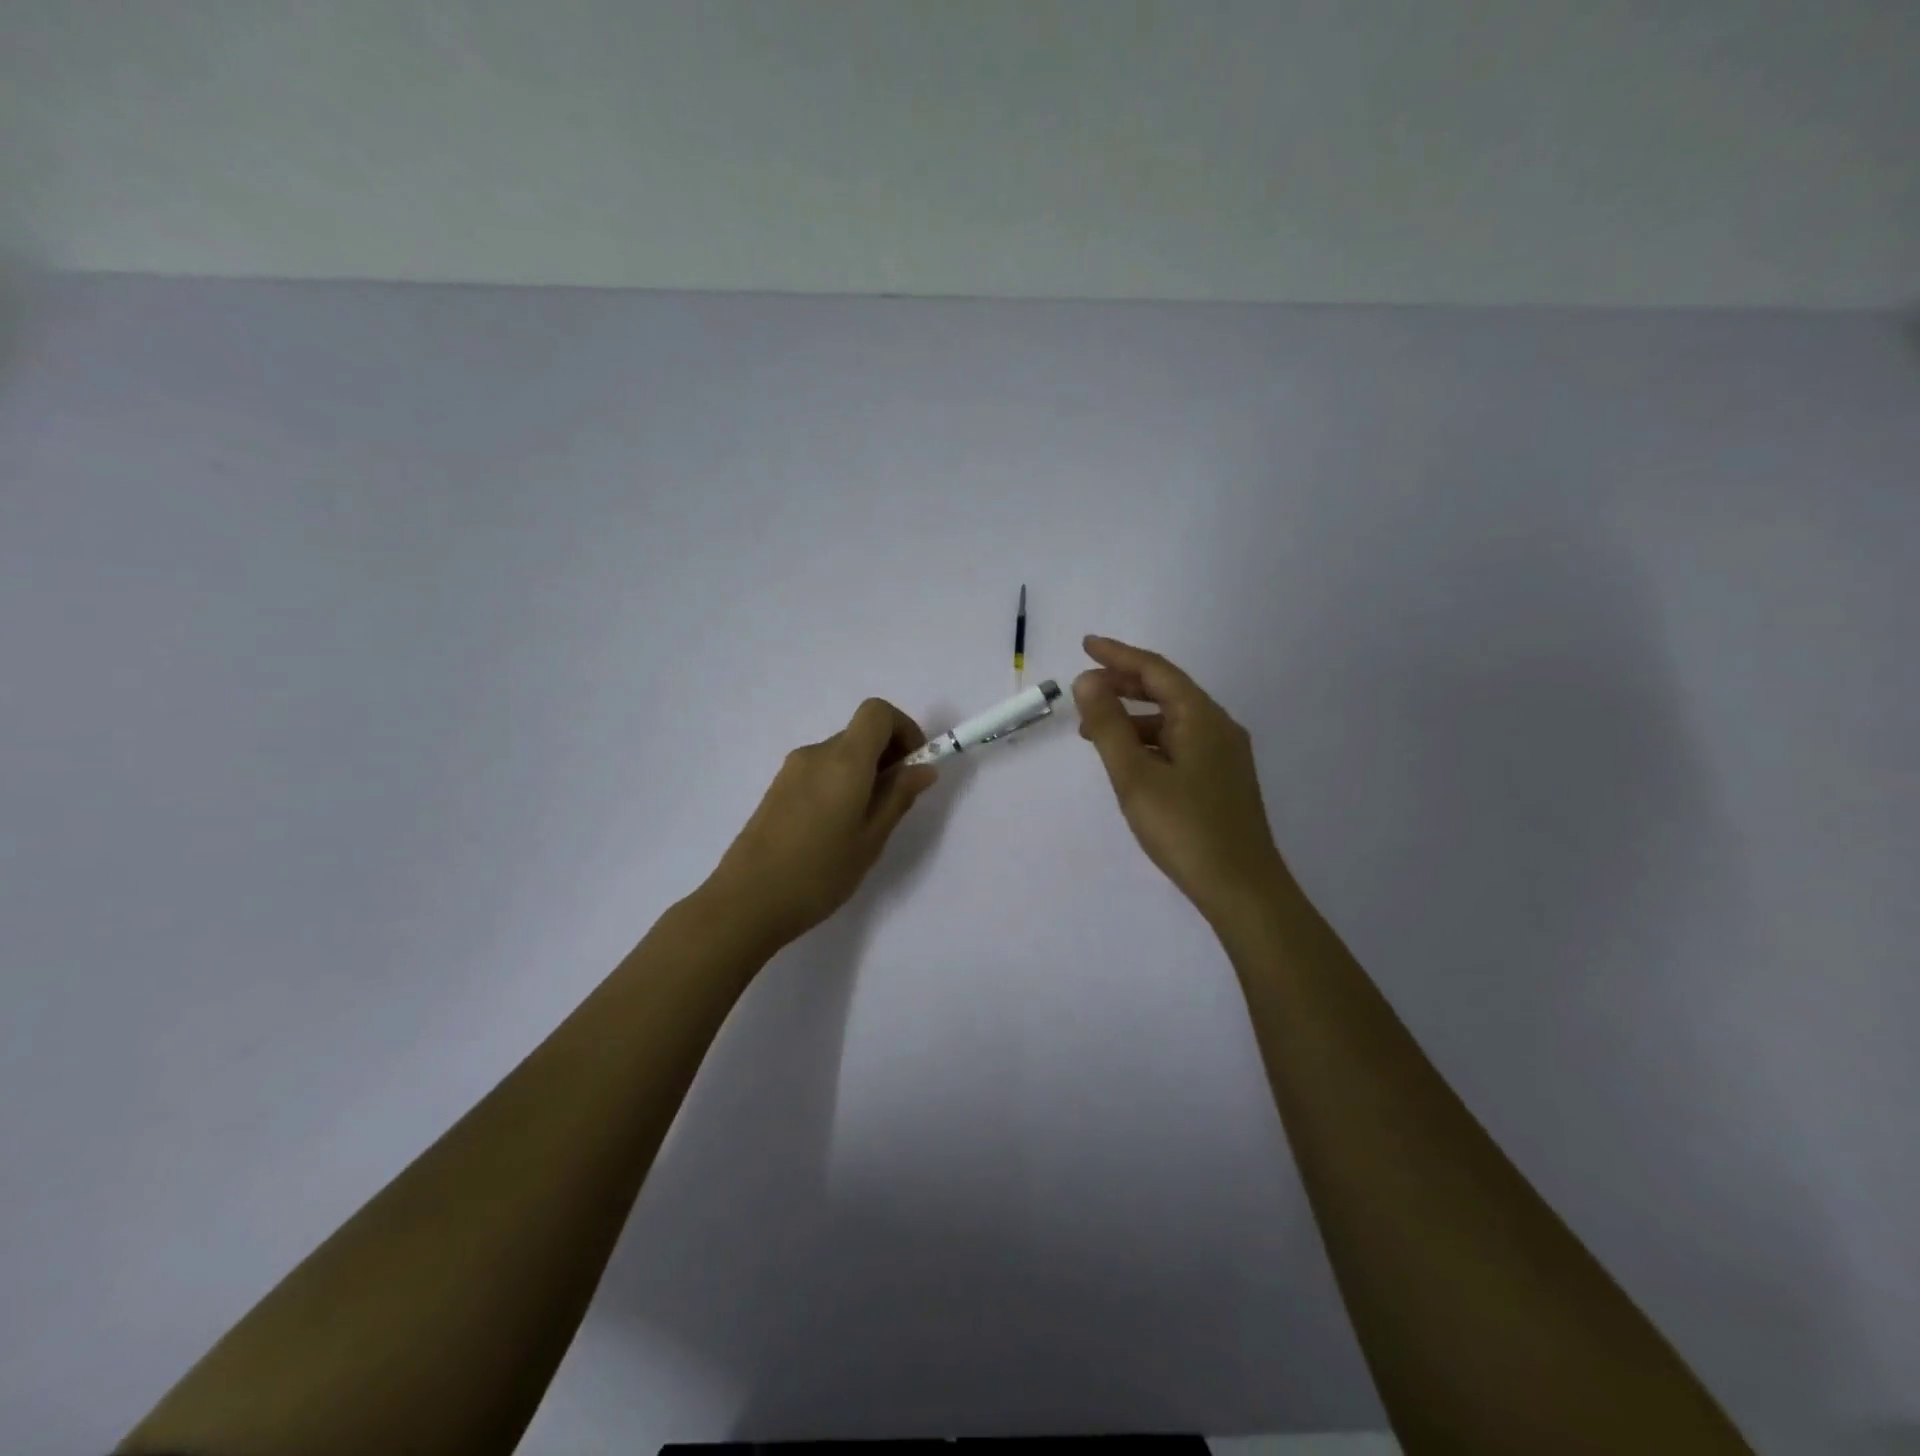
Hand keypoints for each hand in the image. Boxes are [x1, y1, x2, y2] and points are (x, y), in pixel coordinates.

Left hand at [704, 698, 938, 949]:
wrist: (745, 902)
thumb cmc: (818, 873)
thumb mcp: (871, 839)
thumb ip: (899, 797)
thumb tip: (923, 768)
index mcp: (844, 760)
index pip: (877, 712)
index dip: (904, 728)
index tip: (915, 764)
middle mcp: (816, 754)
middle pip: (860, 733)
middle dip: (887, 756)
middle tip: (897, 802)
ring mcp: (792, 770)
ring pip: (841, 754)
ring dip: (864, 772)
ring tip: (866, 823)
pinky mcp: (777, 788)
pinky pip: (820, 771)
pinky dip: (840, 783)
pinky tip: (836, 828)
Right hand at [1074, 635, 1288, 926]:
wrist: (1242, 888)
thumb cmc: (1185, 829)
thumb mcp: (1135, 776)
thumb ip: (1108, 726)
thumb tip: (1087, 681)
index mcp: (1201, 718)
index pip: (1156, 671)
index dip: (1118, 655)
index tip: (1086, 645)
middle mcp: (1218, 727)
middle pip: (1167, 690)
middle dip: (1124, 684)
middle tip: (1084, 687)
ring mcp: (1225, 755)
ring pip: (1173, 720)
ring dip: (1133, 716)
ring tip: (1094, 730)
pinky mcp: (1222, 780)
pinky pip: (1180, 743)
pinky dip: (1149, 741)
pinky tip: (1129, 760)